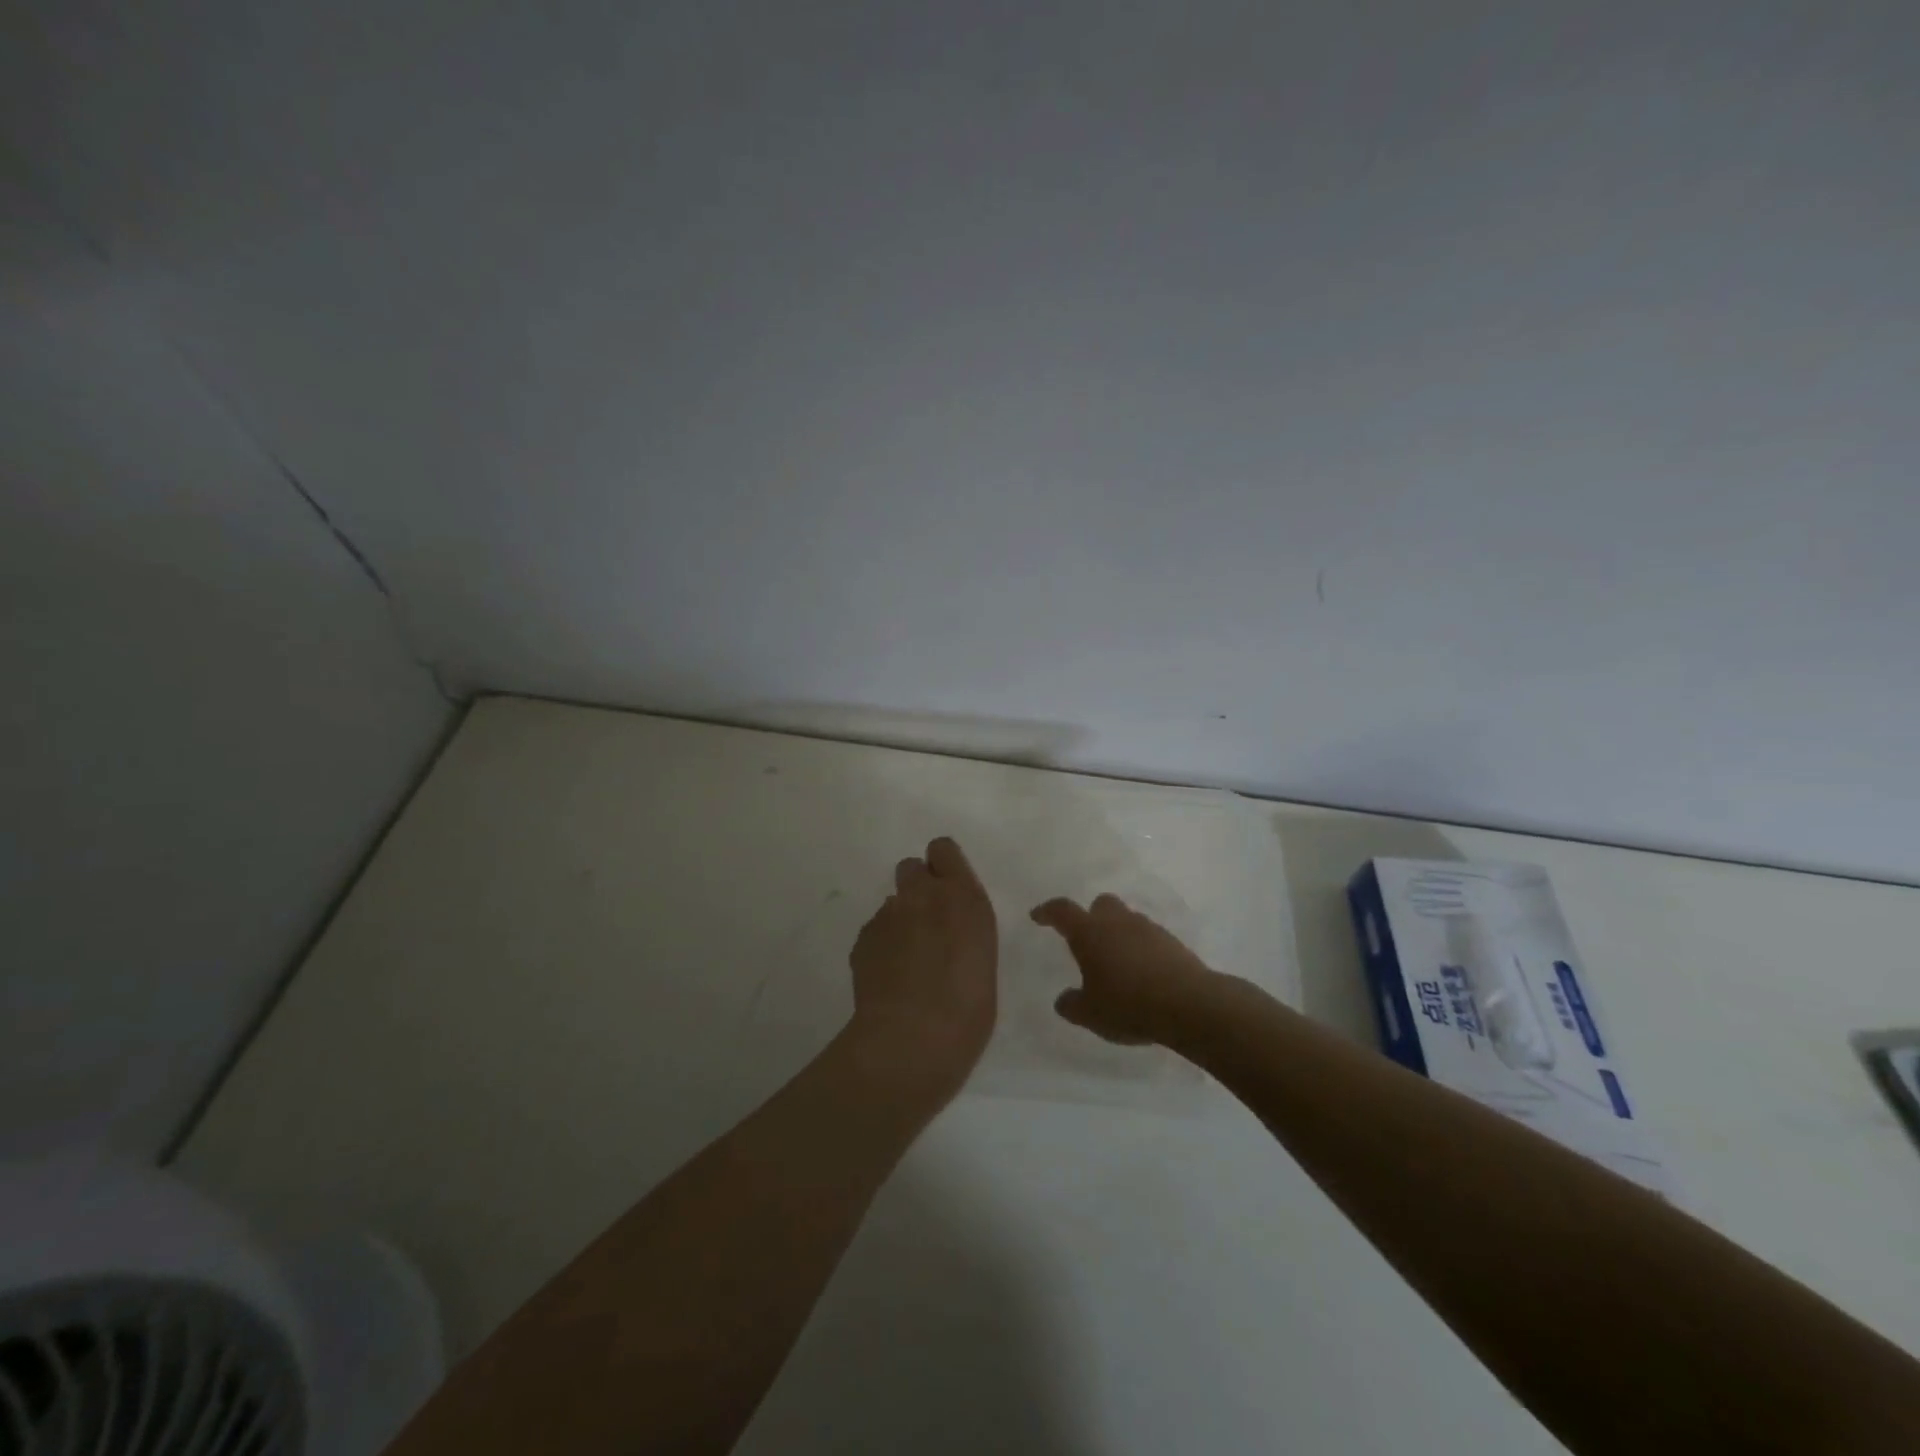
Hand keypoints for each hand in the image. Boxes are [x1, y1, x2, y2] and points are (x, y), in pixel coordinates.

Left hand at [848, 837, 997, 1096]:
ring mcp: (888, 915)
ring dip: (900, 921)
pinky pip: (875, 931)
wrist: (912, 1039)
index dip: (942, 865)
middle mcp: (923, 895)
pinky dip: (881, 946)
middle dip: (917, 888)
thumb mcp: (983, 959)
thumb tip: (946, 931)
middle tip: (926, 924)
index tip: (947, 890)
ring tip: (906, 962)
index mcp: (964, 897)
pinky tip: (888, 979)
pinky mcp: (863, 938)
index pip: (943, 849)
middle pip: (911, 867)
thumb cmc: (967, 1010)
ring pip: (892, 903)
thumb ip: (964, 930)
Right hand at [1030, 893, 1220, 1044]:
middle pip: (1101, 904)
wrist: (1190, 1005)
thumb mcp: (1090, 1013)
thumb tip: (1064, 999)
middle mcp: (1118, 922)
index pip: (1062, 910)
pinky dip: (1141, 949)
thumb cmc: (1129, 1004)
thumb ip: (1072, 1004)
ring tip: (1117, 962)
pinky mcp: (1173, 943)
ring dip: (1119, 933)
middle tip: (1087, 939)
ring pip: (1127, 920)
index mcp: (1090, 932)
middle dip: (1091, 916)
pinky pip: (1149, 938)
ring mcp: (1148, 929)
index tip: (1038, 916)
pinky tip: (1142, 973)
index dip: (1047, 911)